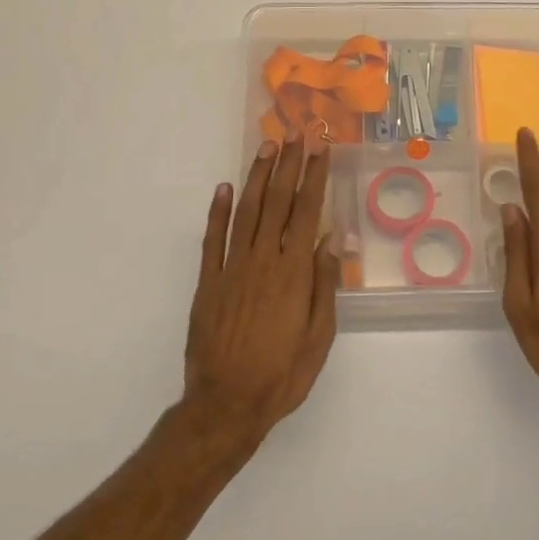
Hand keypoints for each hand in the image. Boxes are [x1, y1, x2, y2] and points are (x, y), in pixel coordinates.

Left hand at [183, 137, 339, 452]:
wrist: (226, 405)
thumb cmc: (282, 374)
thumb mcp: (319, 336)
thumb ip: (324, 284)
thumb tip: (332, 239)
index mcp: (293, 272)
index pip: (308, 211)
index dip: (315, 177)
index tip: (321, 148)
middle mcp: (262, 260)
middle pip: (278, 202)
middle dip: (289, 165)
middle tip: (296, 134)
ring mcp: (231, 269)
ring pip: (247, 211)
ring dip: (258, 177)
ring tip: (267, 148)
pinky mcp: (207, 282)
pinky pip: (212, 239)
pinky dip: (217, 211)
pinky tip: (224, 188)